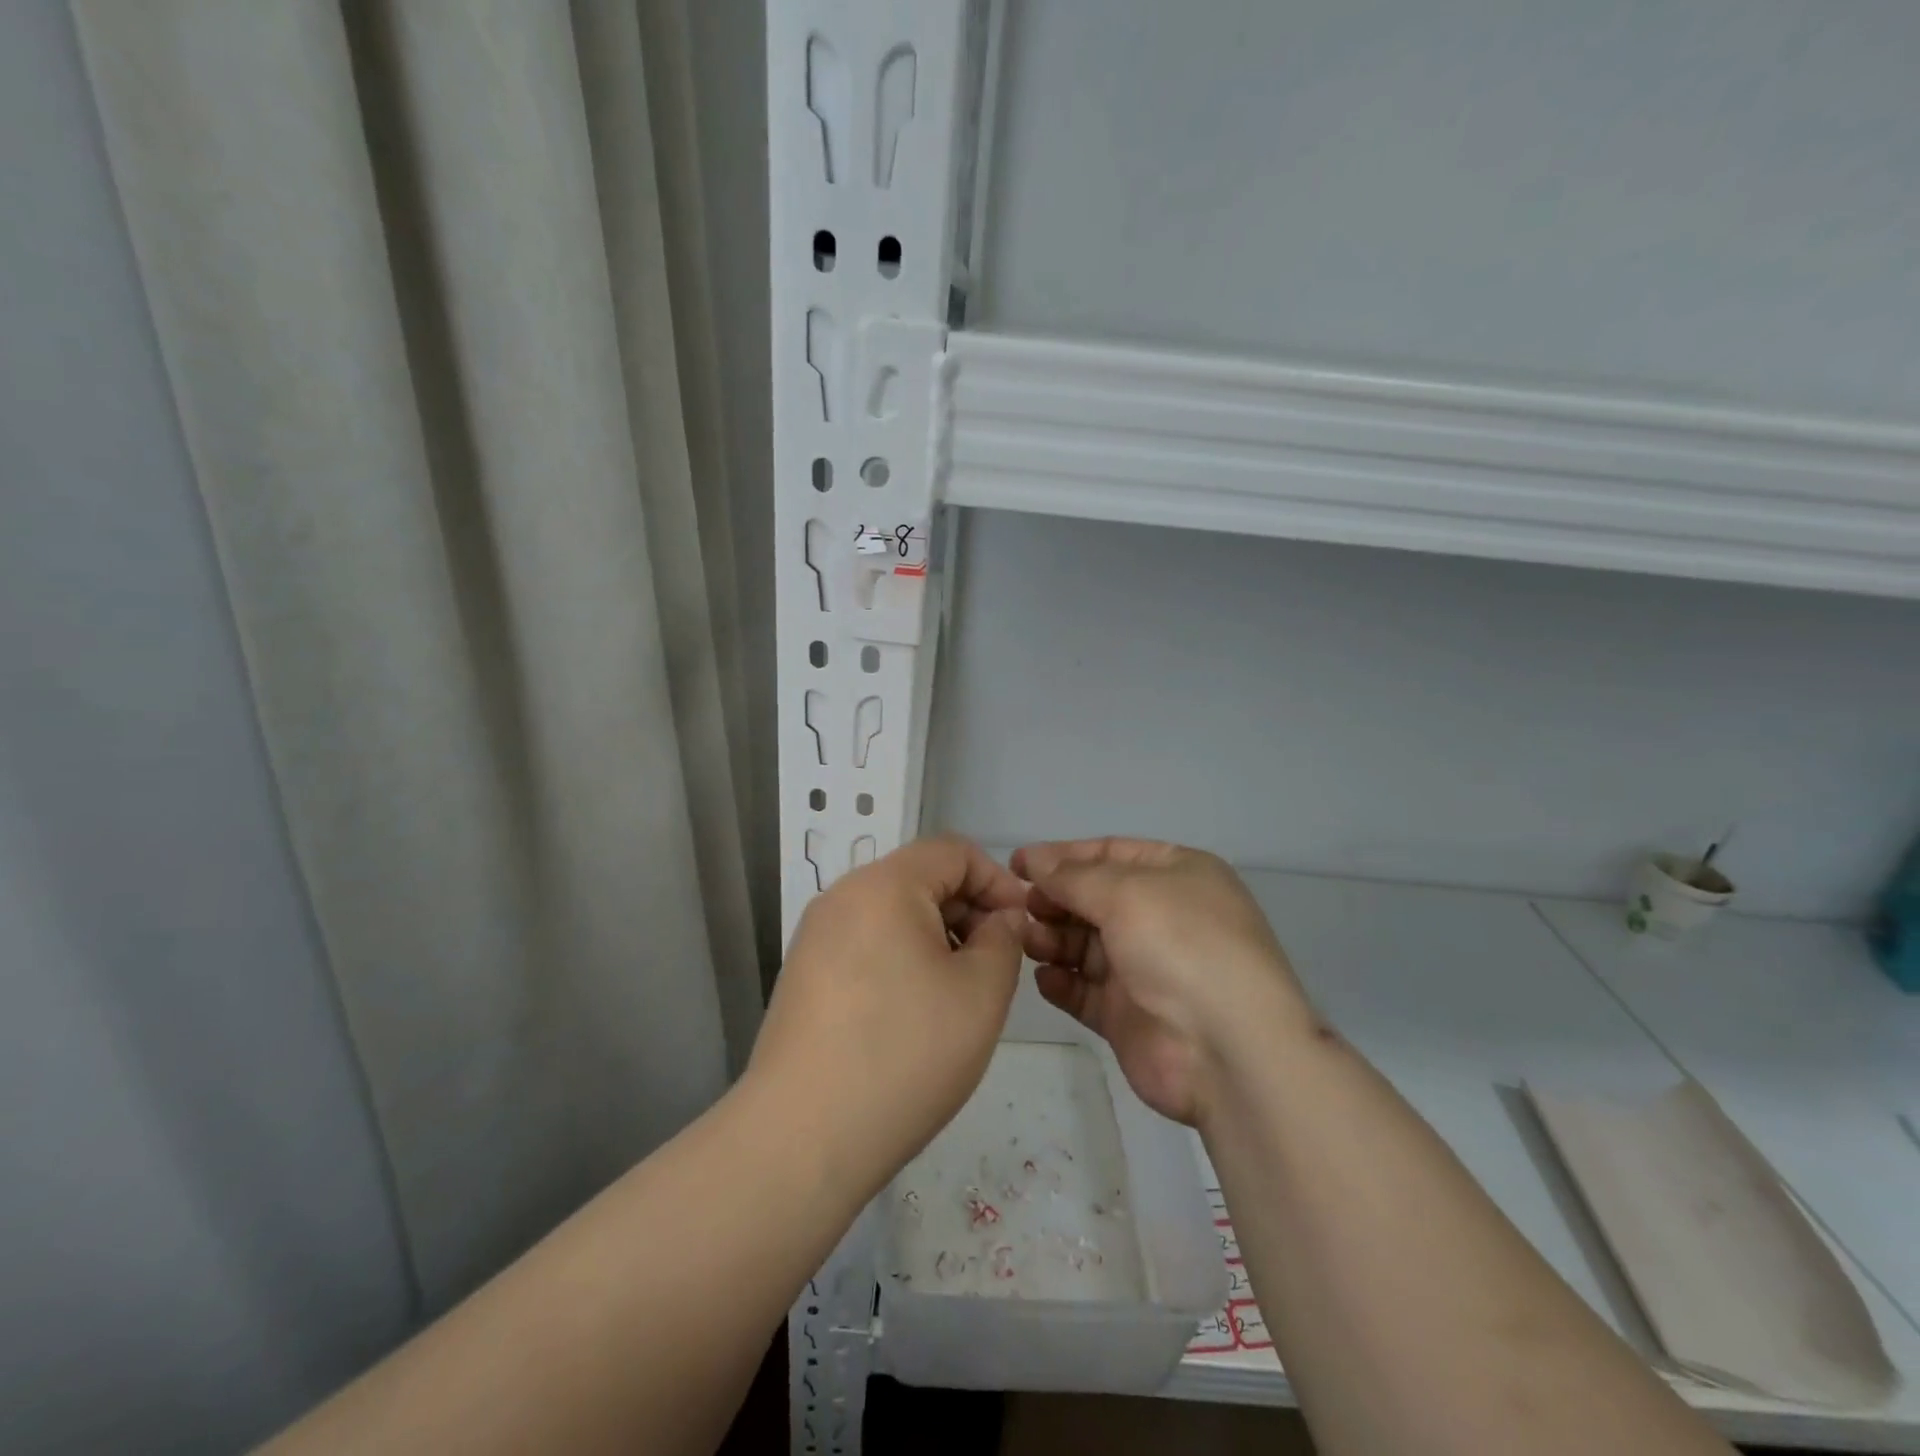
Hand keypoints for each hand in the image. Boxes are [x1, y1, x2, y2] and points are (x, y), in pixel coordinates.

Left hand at [749, 835, 1027, 1196]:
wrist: (801, 1138)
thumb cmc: (904, 1054)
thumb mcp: (980, 993)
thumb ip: (1003, 940)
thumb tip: (1000, 919)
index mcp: (883, 884)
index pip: (953, 851)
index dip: (997, 881)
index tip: (1021, 929)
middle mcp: (842, 897)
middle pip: (920, 879)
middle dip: (968, 912)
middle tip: (995, 966)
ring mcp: (815, 937)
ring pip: (893, 914)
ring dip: (937, 939)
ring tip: (959, 994)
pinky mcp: (803, 975)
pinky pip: (866, 945)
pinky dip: (901, 961)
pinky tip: (914, 1015)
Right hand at [1012, 838, 1312, 1125]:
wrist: (1226, 1051)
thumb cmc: (1181, 947)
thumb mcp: (1126, 893)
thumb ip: (1073, 877)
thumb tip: (1034, 861)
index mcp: (1177, 875)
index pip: (1110, 853)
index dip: (1062, 856)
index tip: (1017, 864)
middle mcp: (1162, 917)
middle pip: (1094, 899)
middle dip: (1055, 899)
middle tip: (1020, 907)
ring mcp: (1146, 968)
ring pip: (1085, 944)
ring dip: (1053, 938)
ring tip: (1027, 941)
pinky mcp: (1129, 1015)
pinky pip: (1086, 989)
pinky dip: (1062, 981)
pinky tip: (1044, 978)